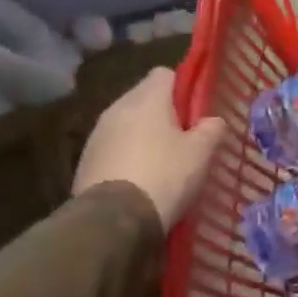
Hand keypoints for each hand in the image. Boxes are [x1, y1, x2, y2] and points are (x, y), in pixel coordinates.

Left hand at [73, 67, 229, 228]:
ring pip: (127, 124)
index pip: (165, 74)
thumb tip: (213, 121)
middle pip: (144, 98)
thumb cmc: (164, 176)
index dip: (183, 88)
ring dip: (142, 136)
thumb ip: (212, 129)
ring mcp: (97, 135)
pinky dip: (126, 157)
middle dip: (162, 114)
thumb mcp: (201, 153)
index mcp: (147, 98)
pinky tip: (139, 180)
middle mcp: (118, 108)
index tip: (195, 111)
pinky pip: (113, 148)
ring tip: (161, 163)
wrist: (112, 222)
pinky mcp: (84, 162)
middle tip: (183, 139)